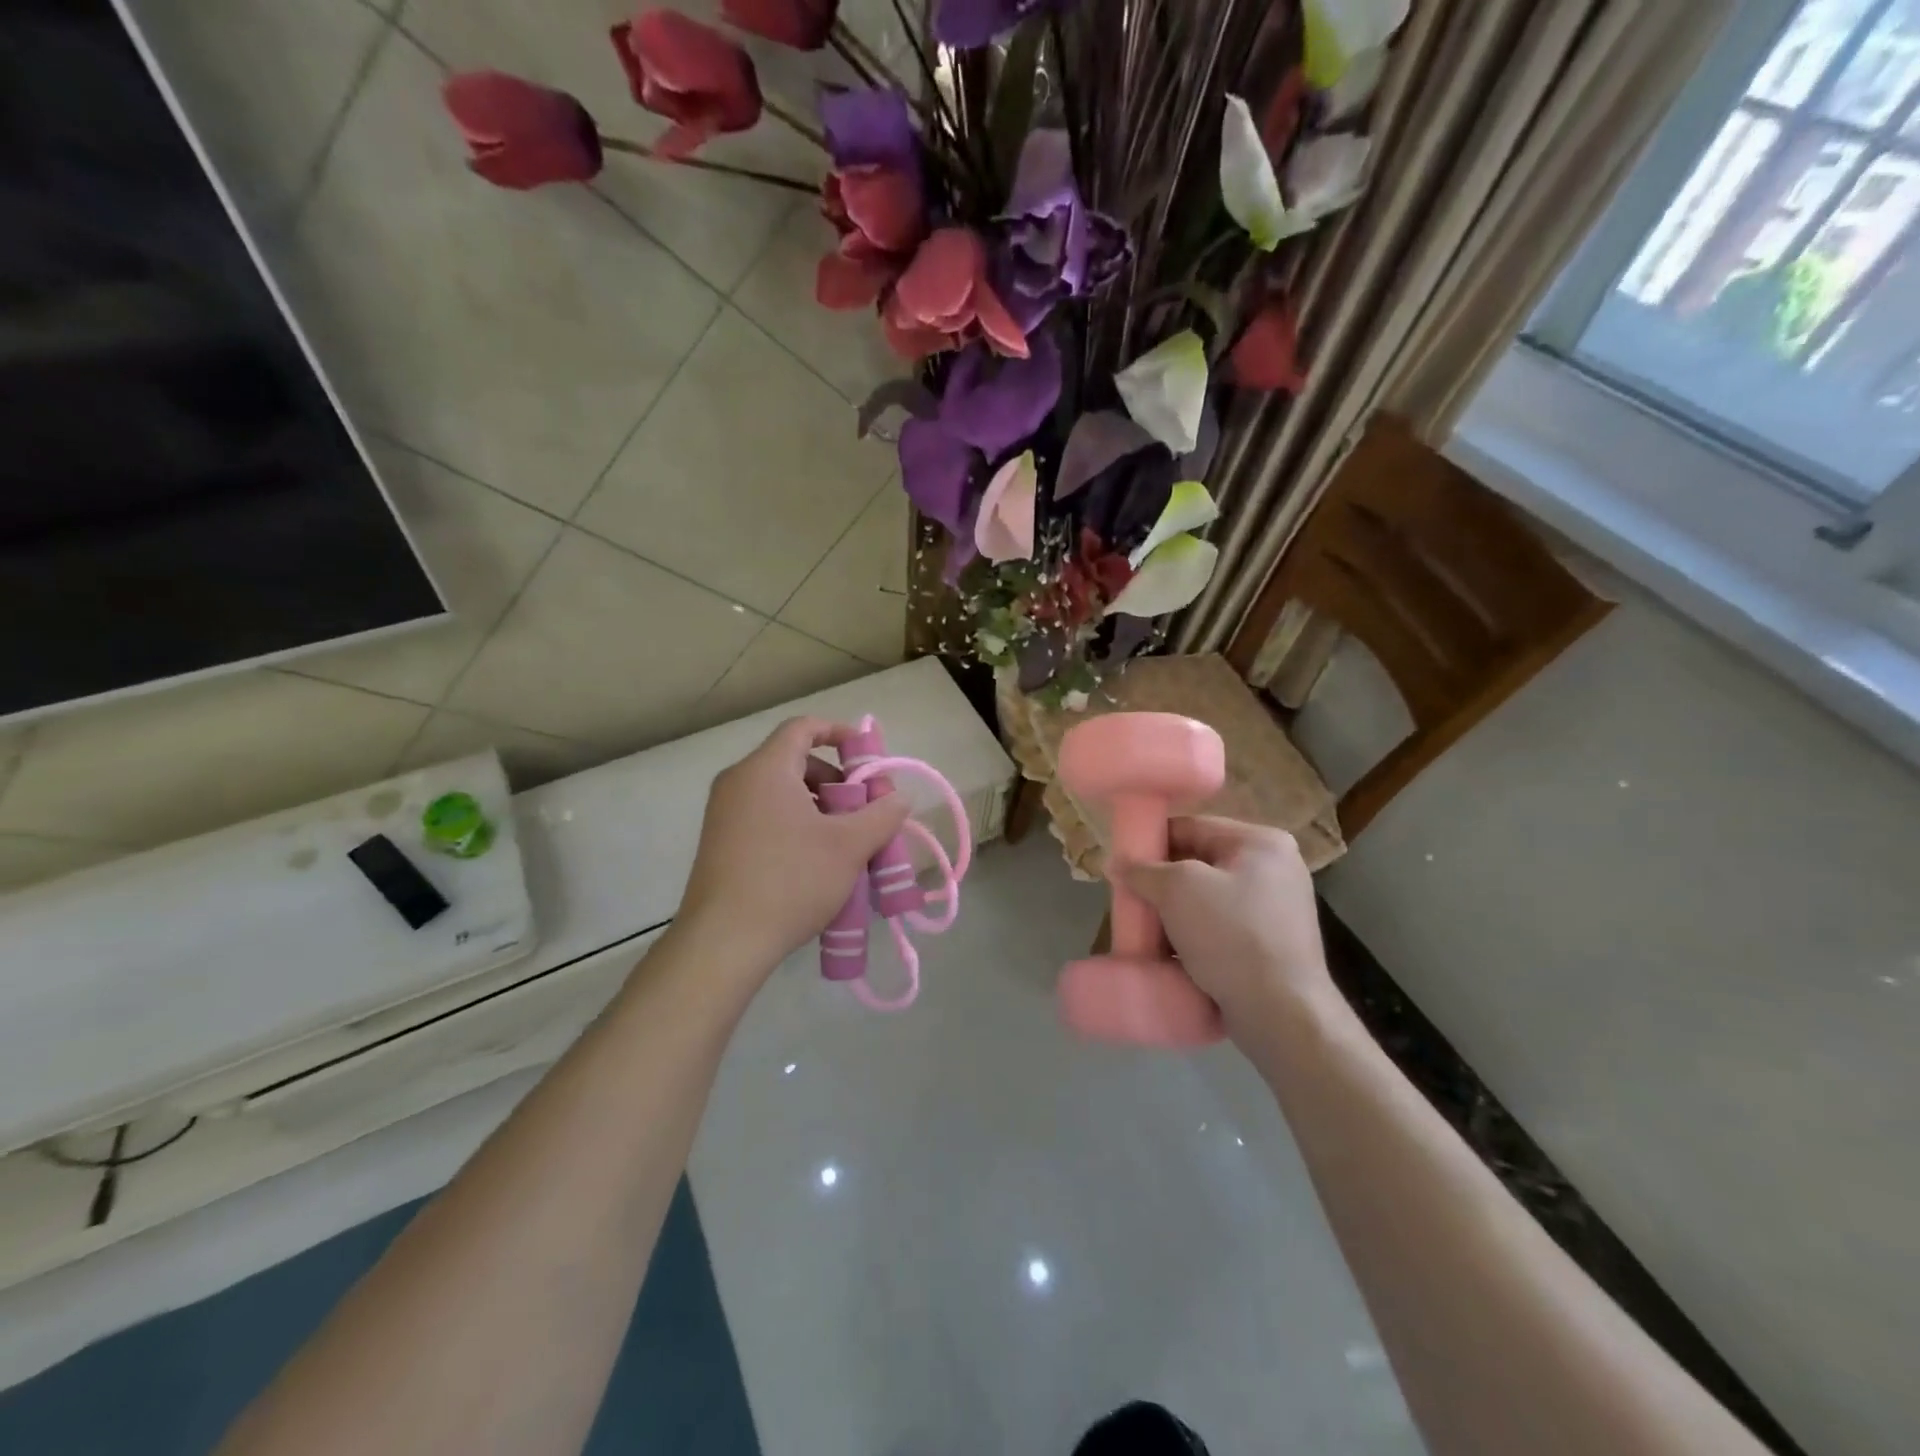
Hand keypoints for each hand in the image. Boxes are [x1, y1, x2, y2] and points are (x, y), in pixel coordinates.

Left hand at [676, 717, 910, 978]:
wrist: (724, 942)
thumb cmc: (790, 880)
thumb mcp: (849, 846)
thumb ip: (882, 815)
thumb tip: (900, 797)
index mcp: (765, 770)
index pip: (803, 728)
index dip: (839, 732)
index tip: (867, 755)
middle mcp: (738, 782)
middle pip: (794, 761)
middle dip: (836, 780)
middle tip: (864, 809)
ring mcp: (723, 814)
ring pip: (781, 792)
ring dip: (819, 806)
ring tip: (846, 840)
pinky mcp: (719, 843)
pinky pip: (765, 816)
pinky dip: (796, 824)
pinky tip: (817, 861)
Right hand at [1118, 817, 1335, 1040]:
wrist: (1282, 1013)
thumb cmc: (1231, 935)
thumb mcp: (1177, 890)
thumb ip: (1143, 870)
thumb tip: (1115, 863)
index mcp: (1261, 842)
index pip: (1193, 827)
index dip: (1152, 841)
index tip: (1123, 862)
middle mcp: (1276, 869)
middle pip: (1201, 863)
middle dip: (1162, 882)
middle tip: (1132, 897)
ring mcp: (1278, 910)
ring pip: (1208, 899)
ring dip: (1176, 912)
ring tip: (1146, 928)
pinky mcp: (1272, 946)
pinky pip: (1222, 928)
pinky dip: (1195, 935)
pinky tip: (1170, 952)